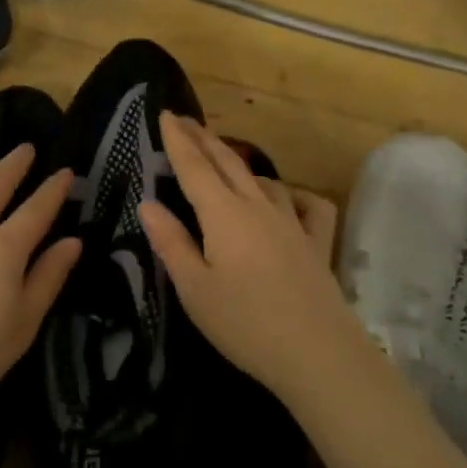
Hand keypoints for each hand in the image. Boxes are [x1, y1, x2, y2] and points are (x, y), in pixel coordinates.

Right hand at [138, 113, 364, 402]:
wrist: (318, 354)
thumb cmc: (245, 324)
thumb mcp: (195, 289)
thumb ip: (171, 243)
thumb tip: (148, 204)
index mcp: (224, 215)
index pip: (195, 167)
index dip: (178, 140)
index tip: (166, 114)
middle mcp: (258, 207)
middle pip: (228, 162)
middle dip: (204, 138)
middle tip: (185, 120)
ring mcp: (292, 222)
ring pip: (263, 180)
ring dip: (239, 163)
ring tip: (224, 159)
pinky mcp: (317, 242)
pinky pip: (308, 204)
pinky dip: (293, 194)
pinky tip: (286, 198)